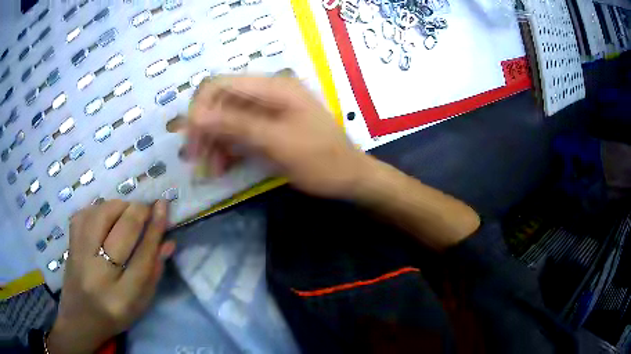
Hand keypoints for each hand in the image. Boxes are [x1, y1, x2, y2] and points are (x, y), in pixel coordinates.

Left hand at [47, 200, 175, 353]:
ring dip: (119, 207)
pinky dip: (100, 209)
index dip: (155, 228)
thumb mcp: (140, 304)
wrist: (79, 317)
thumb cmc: (114, 314)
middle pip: (123, 230)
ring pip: (102, 214)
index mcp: (122, 297)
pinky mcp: (70, 242)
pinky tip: (106, 217)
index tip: (163, 205)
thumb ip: (154, 272)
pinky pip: (86, 213)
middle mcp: (99, 273)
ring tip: (126, 213)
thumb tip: (168, 241)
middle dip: (138, 211)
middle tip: (146, 209)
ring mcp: (80, 255)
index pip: (143, 256)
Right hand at [187, 76, 369, 198]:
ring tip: (212, 170)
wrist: (350, 177)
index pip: (221, 84)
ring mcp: (267, 111)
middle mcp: (267, 94)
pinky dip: (227, 148)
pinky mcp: (267, 128)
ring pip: (226, 120)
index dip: (200, 108)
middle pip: (221, 102)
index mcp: (273, 88)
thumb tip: (195, 114)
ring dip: (214, 142)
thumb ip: (236, 124)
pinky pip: (238, 133)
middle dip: (205, 129)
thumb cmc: (320, 160)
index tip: (191, 138)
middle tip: (196, 159)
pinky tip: (223, 166)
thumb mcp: (277, 142)